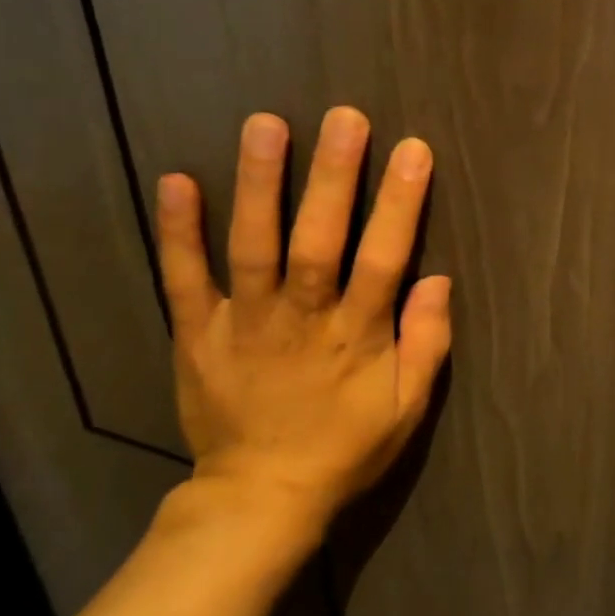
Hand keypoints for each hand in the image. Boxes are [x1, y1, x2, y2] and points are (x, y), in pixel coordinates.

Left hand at [153, 108, 452, 540]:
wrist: (260, 497)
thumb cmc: (346, 447)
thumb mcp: (408, 408)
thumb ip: (428, 344)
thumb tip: (438, 279)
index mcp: (356, 337)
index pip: (383, 260)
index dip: (399, 205)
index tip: (413, 151)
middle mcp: (301, 319)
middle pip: (318, 242)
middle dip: (334, 178)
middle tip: (345, 118)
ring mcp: (243, 324)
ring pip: (252, 247)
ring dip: (259, 186)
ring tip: (266, 126)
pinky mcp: (197, 334)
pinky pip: (183, 279)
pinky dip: (177, 232)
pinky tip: (176, 180)